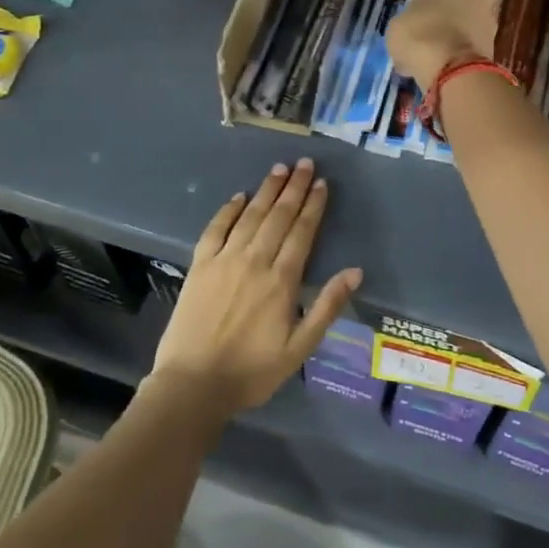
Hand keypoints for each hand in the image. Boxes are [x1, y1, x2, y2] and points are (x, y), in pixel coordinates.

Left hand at [150, 158, 362, 414]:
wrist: (193, 384)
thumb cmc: (252, 371)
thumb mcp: (299, 347)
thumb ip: (327, 306)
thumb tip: (355, 272)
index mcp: (282, 280)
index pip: (302, 232)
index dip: (312, 205)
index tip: (321, 183)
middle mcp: (254, 261)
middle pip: (278, 216)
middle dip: (293, 187)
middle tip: (304, 163)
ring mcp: (224, 260)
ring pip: (250, 216)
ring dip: (266, 191)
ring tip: (279, 169)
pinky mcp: (199, 266)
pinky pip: (215, 229)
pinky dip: (228, 210)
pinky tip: (239, 196)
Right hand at [386, 0, 497, 91]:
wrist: (456, 70)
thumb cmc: (420, 36)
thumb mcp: (396, 26)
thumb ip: (405, 21)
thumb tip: (408, 31)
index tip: (412, 17)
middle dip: (442, 14)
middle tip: (423, 35)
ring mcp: (490, 12)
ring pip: (465, 21)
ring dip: (453, 33)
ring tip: (433, 56)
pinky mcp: (497, 40)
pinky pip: (472, 41)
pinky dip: (461, 51)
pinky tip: (445, 67)